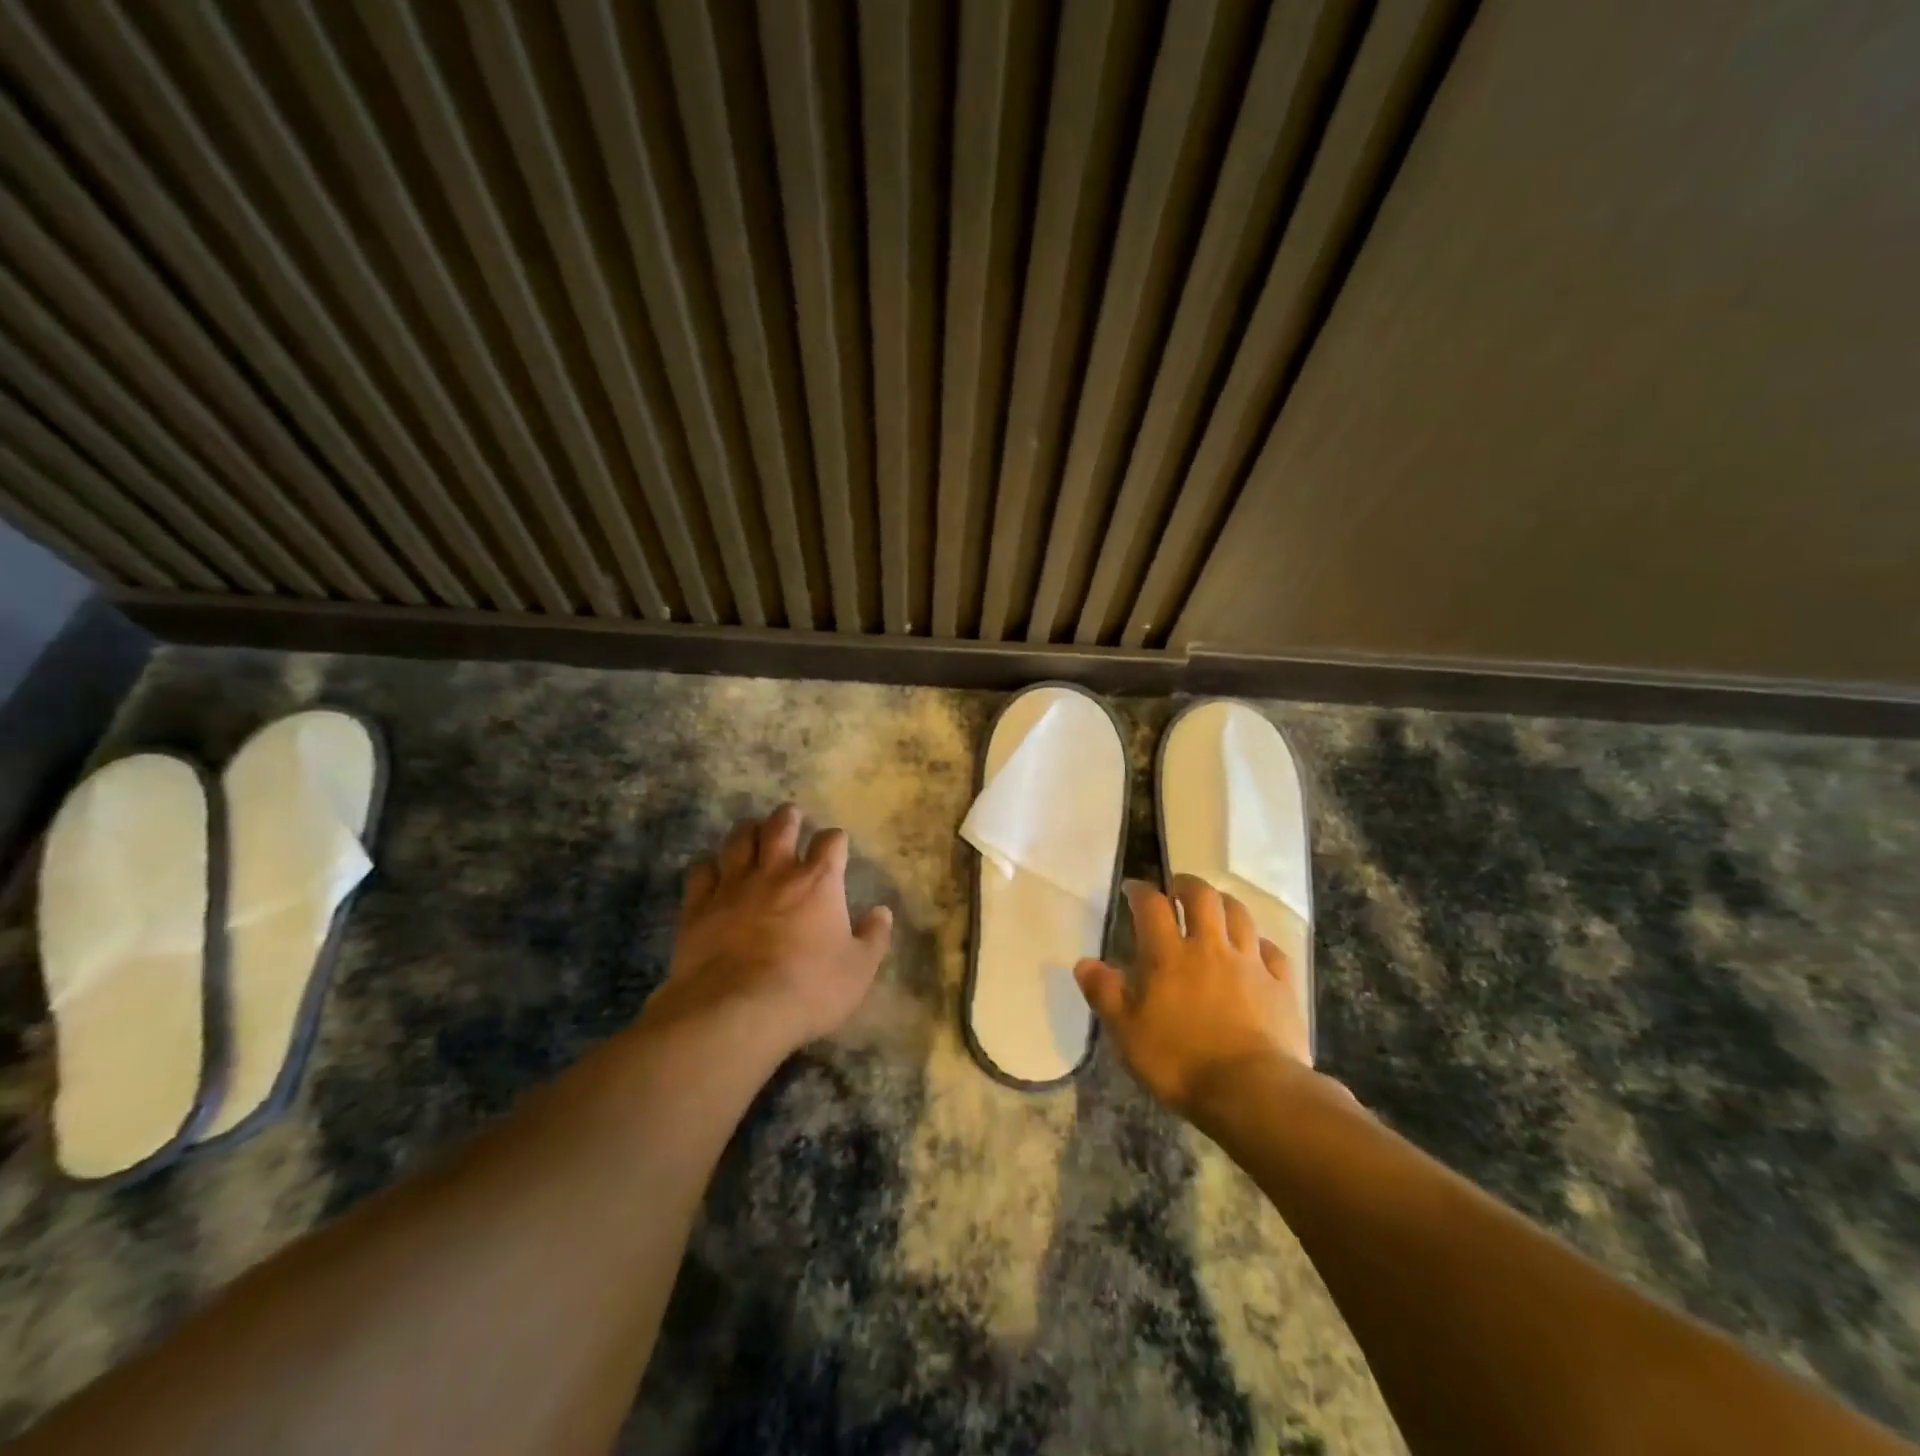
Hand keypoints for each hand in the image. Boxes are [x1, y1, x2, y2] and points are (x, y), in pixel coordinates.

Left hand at [650, 805, 892, 1053]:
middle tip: (790, 815)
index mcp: (819, 882)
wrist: (737, 1011)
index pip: (831, 842)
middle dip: (787, 817)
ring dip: (747, 830)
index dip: (835, 840)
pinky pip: (701, 871)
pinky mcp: (698, 906)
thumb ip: (873, 937)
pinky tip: (711, 870)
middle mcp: (776, 872)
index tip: (836, 845)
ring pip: (738, 840)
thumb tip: (882, 912)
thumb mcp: (859, 970)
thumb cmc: (809, 989)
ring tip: (751, 831)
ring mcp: (733, 885)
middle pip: (780, 826)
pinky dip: (708, 865)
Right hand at [1075, 876, 1312, 1118]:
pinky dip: (1260, 943)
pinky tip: (1255, 950)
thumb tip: (1083, 963)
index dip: (1140, 891)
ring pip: (1240, 915)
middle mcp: (1210, 947)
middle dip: (1187, 885)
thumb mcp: (1127, 1033)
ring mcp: (1250, 963)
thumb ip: (1105, 994)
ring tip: (1215, 908)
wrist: (1253, 1092)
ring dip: (1224, 903)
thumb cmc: (1180, 1062)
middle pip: (1202, 897)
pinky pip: (1272, 951)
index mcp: (1168, 955)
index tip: (1132, 889)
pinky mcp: (1281, 985)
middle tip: (1177, 888)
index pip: (1151, 905)